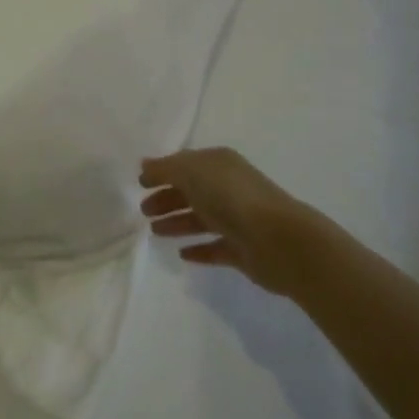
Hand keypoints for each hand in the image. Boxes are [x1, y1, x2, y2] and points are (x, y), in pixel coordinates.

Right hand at [140, 147, 316, 296]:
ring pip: (201, 218)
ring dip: (177, 223)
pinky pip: (215, 247)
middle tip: (143, 211)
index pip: (185, 164)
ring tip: (155, 232)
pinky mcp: (242, 250)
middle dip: (167, 198)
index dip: (163, 172)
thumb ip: (166, 168)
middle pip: (192, 191)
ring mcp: (237, 219)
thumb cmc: (231, 197)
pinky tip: (182, 254)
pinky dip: (198, 249)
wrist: (278, 240)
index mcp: (219, 164)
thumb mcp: (191, 172)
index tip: (140, 184)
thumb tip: (145, 165)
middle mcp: (229, 188)